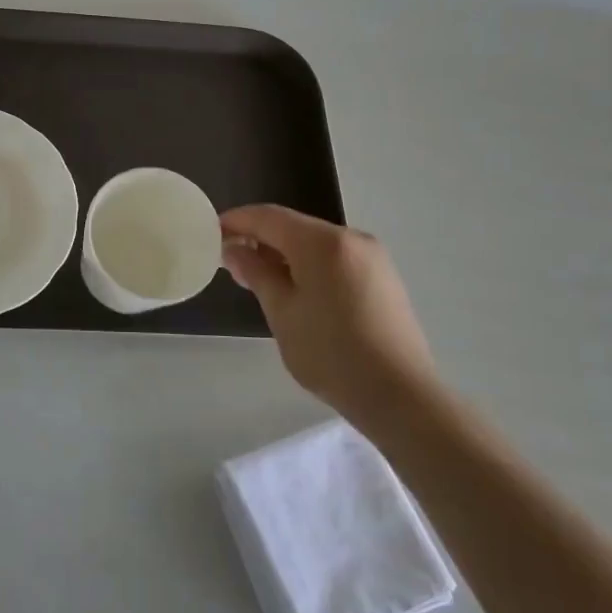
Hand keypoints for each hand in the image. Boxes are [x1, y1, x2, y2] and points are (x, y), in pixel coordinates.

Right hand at [220, 205, 436, 424]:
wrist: (400, 395)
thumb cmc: (331, 353)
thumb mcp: (282, 313)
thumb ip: (256, 273)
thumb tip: (233, 249)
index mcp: (322, 242)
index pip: (269, 216)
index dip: (237, 220)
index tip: (211, 232)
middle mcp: (351, 238)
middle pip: (294, 227)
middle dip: (260, 240)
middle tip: (232, 264)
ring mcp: (372, 257)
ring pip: (316, 244)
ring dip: (285, 254)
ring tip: (261, 281)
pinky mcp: (384, 278)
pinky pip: (336, 259)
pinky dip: (310, 266)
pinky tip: (297, 292)